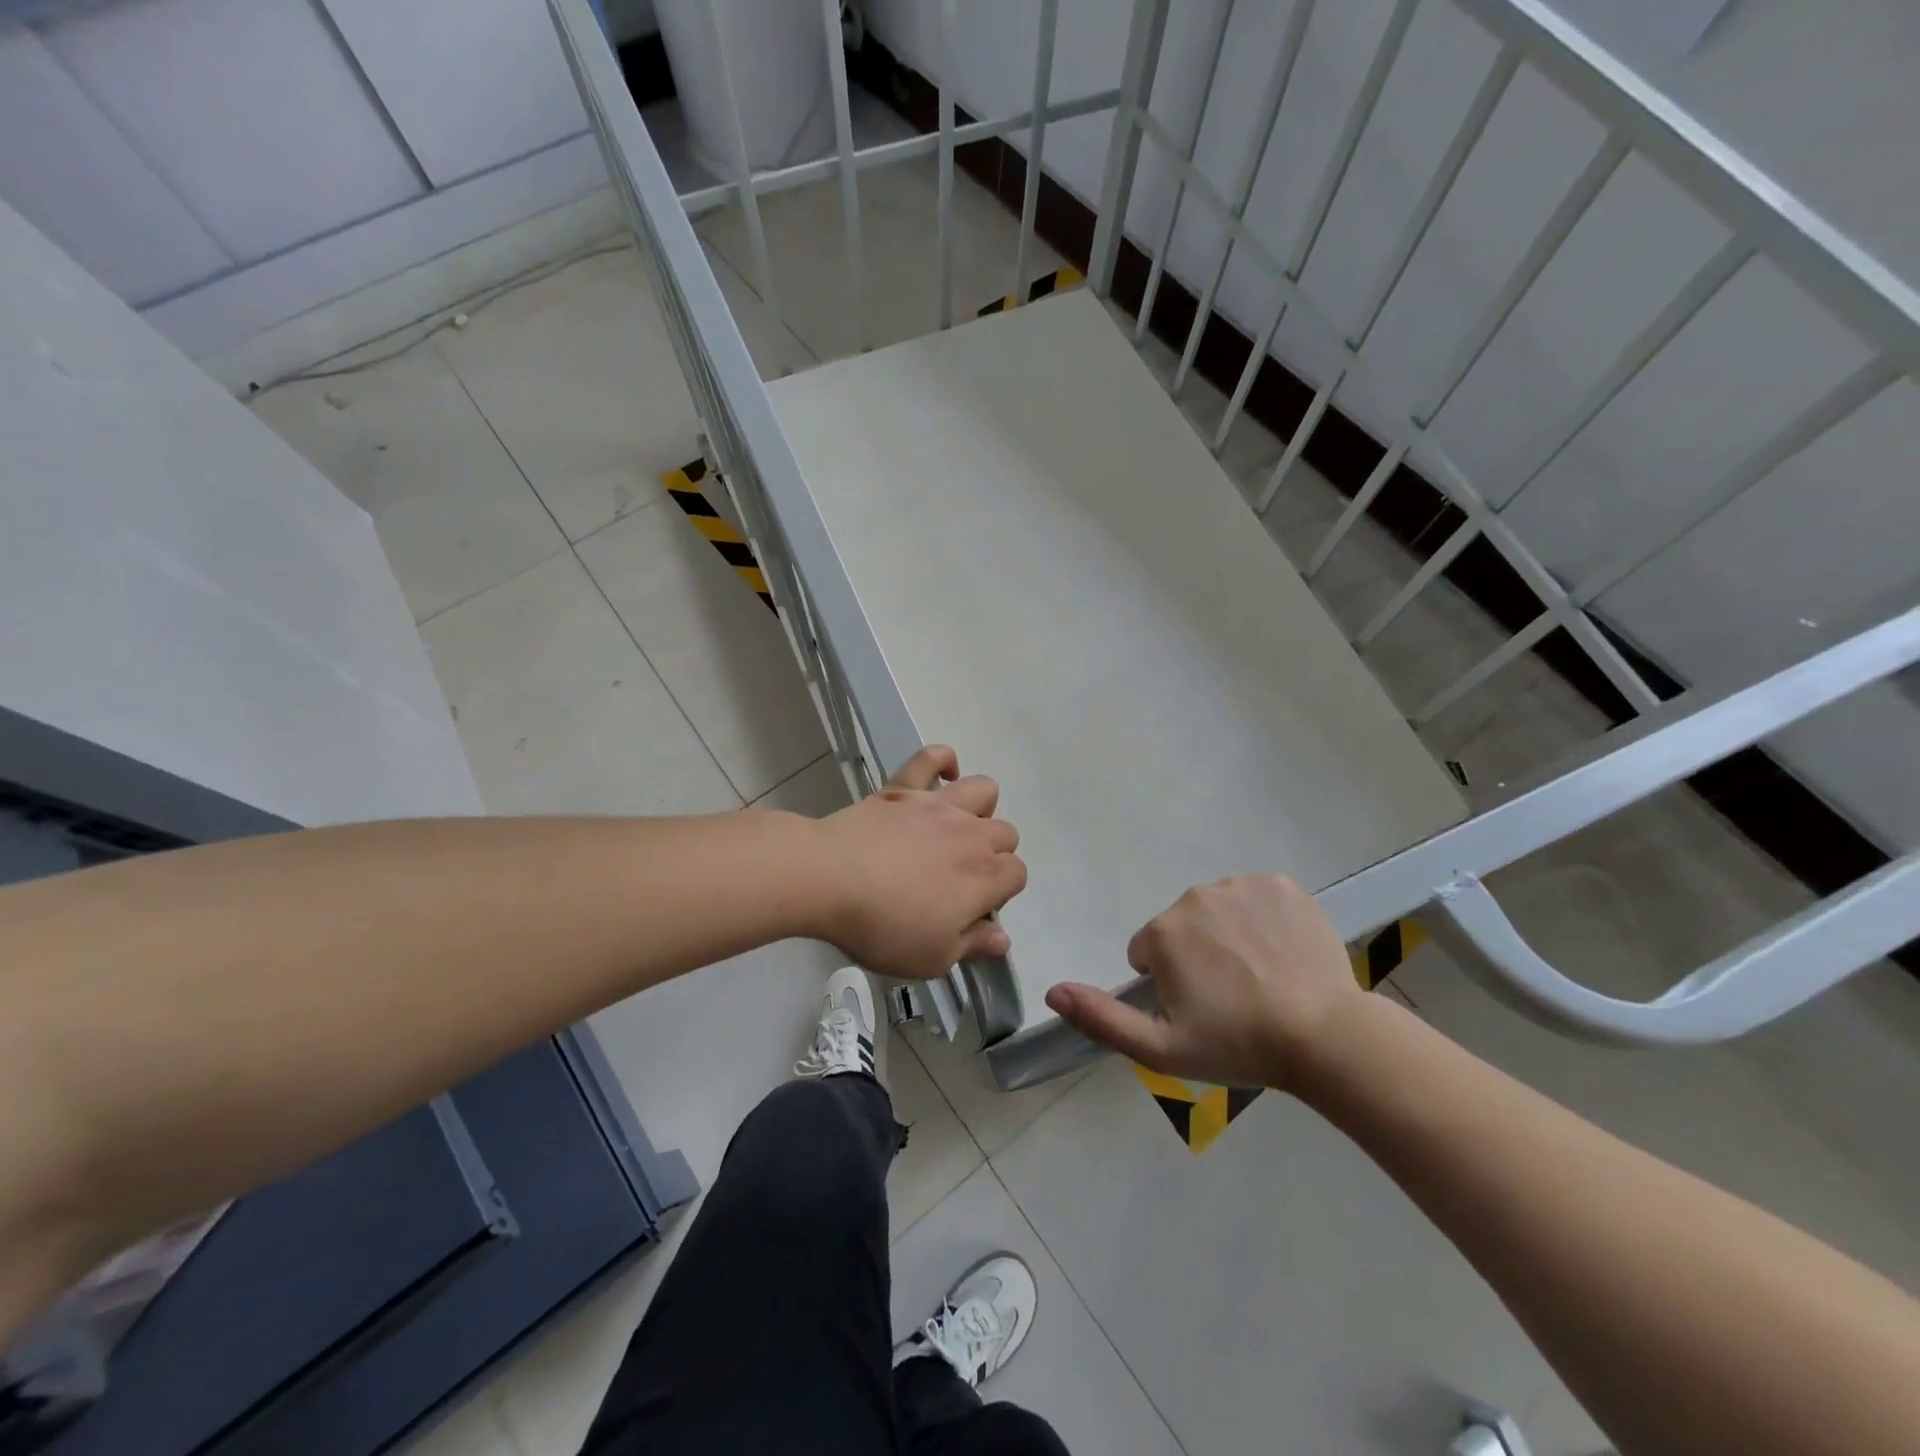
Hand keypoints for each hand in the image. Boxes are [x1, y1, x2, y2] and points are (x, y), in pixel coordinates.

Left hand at [811, 746, 1026, 980]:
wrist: (829, 878)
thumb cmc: (883, 926)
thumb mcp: (932, 957)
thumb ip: (973, 945)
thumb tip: (1002, 937)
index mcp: (985, 876)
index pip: (1017, 875)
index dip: (1000, 893)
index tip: (971, 910)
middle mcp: (971, 833)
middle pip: (1006, 833)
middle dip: (993, 855)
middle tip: (958, 878)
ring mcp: (938, 805)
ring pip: (984, 790)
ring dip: (980, 808)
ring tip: (956, 829)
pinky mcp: (904, 787)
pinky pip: (931, 757)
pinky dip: (942, 761)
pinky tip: (941, 777)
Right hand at [1045, 875, 1362, 1091]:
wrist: (1326, 1038)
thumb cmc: (1238, 1045)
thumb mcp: (1160, 1048)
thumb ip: (1100, 1017)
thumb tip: (1051, 990)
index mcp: (1163, 932)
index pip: (1148, 952)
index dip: (1169, 984)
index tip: (1200, 1011)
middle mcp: (1195, 896)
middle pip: (1182, 927)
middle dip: (1196, 956)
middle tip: (1230, 999)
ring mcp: (1242, 886)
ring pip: (1218, 911)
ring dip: (1227, 936)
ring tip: (1260, 979)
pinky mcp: (1282, 885)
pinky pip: (1257, 898)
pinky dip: (1263, 920)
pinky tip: (1282, 954)